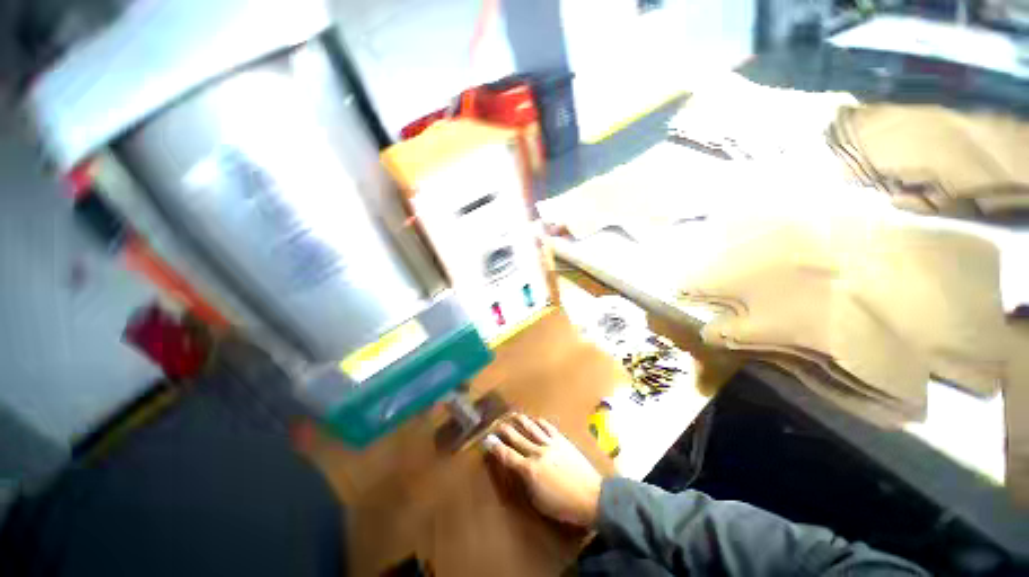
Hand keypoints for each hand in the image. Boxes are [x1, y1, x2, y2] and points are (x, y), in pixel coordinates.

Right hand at [484, 414, 602, 527]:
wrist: (591, 495)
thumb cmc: (563, 505)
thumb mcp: (538, 501)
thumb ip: (526, 482)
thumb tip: (518, 469)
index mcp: (529, 470)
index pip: (507, 455)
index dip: (495, 447)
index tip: (487, 440)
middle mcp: (537, 452)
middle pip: (517, 437)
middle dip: (505, 430)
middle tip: (496, 424)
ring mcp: (550, 443)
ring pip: (531, 427)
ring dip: (520, 420)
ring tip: (513, 415)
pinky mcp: (562, 440)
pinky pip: (547, 427)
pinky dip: (539, 422)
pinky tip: (535, 419)